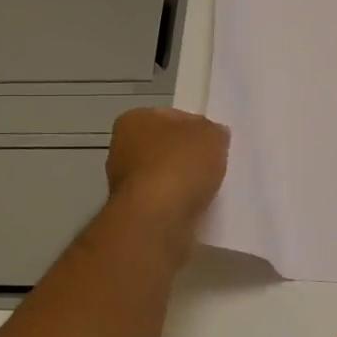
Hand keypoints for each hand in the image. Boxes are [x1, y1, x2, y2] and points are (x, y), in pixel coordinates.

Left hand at [104, 107, 229, 251]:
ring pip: (164, 177)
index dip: (196, 127)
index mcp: (134, 120)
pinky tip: (196, 208)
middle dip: (188, 156)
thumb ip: (213, 131)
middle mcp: (122, 149)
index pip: (171, 117)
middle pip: (166, 148)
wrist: (158, 219)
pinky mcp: (133, 212)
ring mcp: (125, 183)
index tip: (214, 141)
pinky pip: (164, 202)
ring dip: (183, 183)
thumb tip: (213, 135)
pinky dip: (179, 204)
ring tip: (209, 189)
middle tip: (214, 165)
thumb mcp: (211, 135)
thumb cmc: (180, 164)